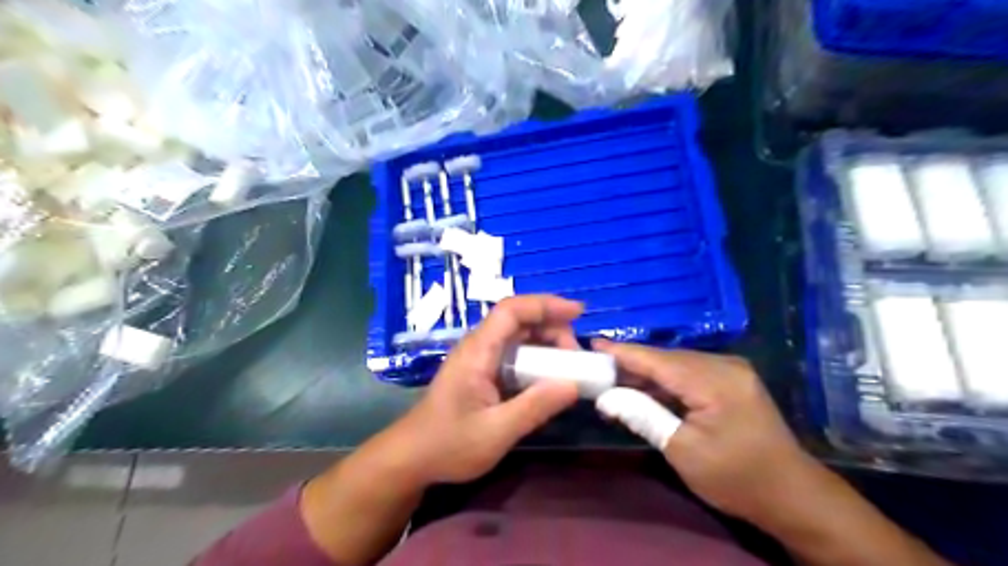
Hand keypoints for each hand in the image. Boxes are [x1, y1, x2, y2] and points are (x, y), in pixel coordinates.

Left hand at [391, 295, 582, 484]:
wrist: (412, 458)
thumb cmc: (449, 445)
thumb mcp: (496, 432)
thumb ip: (535, 407)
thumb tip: (574, 384)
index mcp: (477, 351)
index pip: (511, 311)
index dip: (545, 305)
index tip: (577, 312)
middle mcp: (478, 347)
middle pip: (518, 320)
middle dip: (552, 327)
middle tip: (576, 355)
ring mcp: (478, 359)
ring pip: (517, 336)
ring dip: (546, 343)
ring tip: (569, 364)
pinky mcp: (481, 372)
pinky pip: (513, 354)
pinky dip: (536, 357)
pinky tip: (549, 376)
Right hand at [592, 340, 822, 520]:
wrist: (792, 495)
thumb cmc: (736, 478)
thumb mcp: (682, 451)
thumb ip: (643, 416)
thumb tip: (605, 398)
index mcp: (714, 381)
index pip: (657, 360)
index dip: (623, 352)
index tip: (592, 345)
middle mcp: (724, 365)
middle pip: (666, 359)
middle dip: (632, 364)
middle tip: (598, 370)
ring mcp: (731, 370)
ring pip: (677, 364)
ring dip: (647, 374)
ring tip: (615, 382)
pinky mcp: (732, 380)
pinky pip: (690, 373)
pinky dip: (666, 381)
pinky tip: (646, 390)